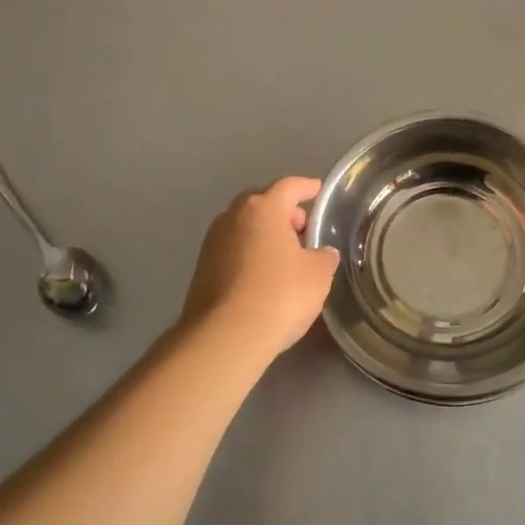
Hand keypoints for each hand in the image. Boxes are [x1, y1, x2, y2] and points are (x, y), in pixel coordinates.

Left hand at [180, 176, 339, 361]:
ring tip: (285, 256)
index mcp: (263, 208)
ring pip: (244, 228)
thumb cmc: (279, 295)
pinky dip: (249, 255)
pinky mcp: (201, 269)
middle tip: (303, 230)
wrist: (225, 337)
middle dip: (283, 213)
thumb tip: (321, 253)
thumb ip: (323, 256)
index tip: (318, 190)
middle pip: (262, 204)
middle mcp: (233, 217)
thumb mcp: (318, 274)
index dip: (306, 187)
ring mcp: (212, 243)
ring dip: (264, 235)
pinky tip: (263, 277)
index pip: (289, 186)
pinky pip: (233, 251)